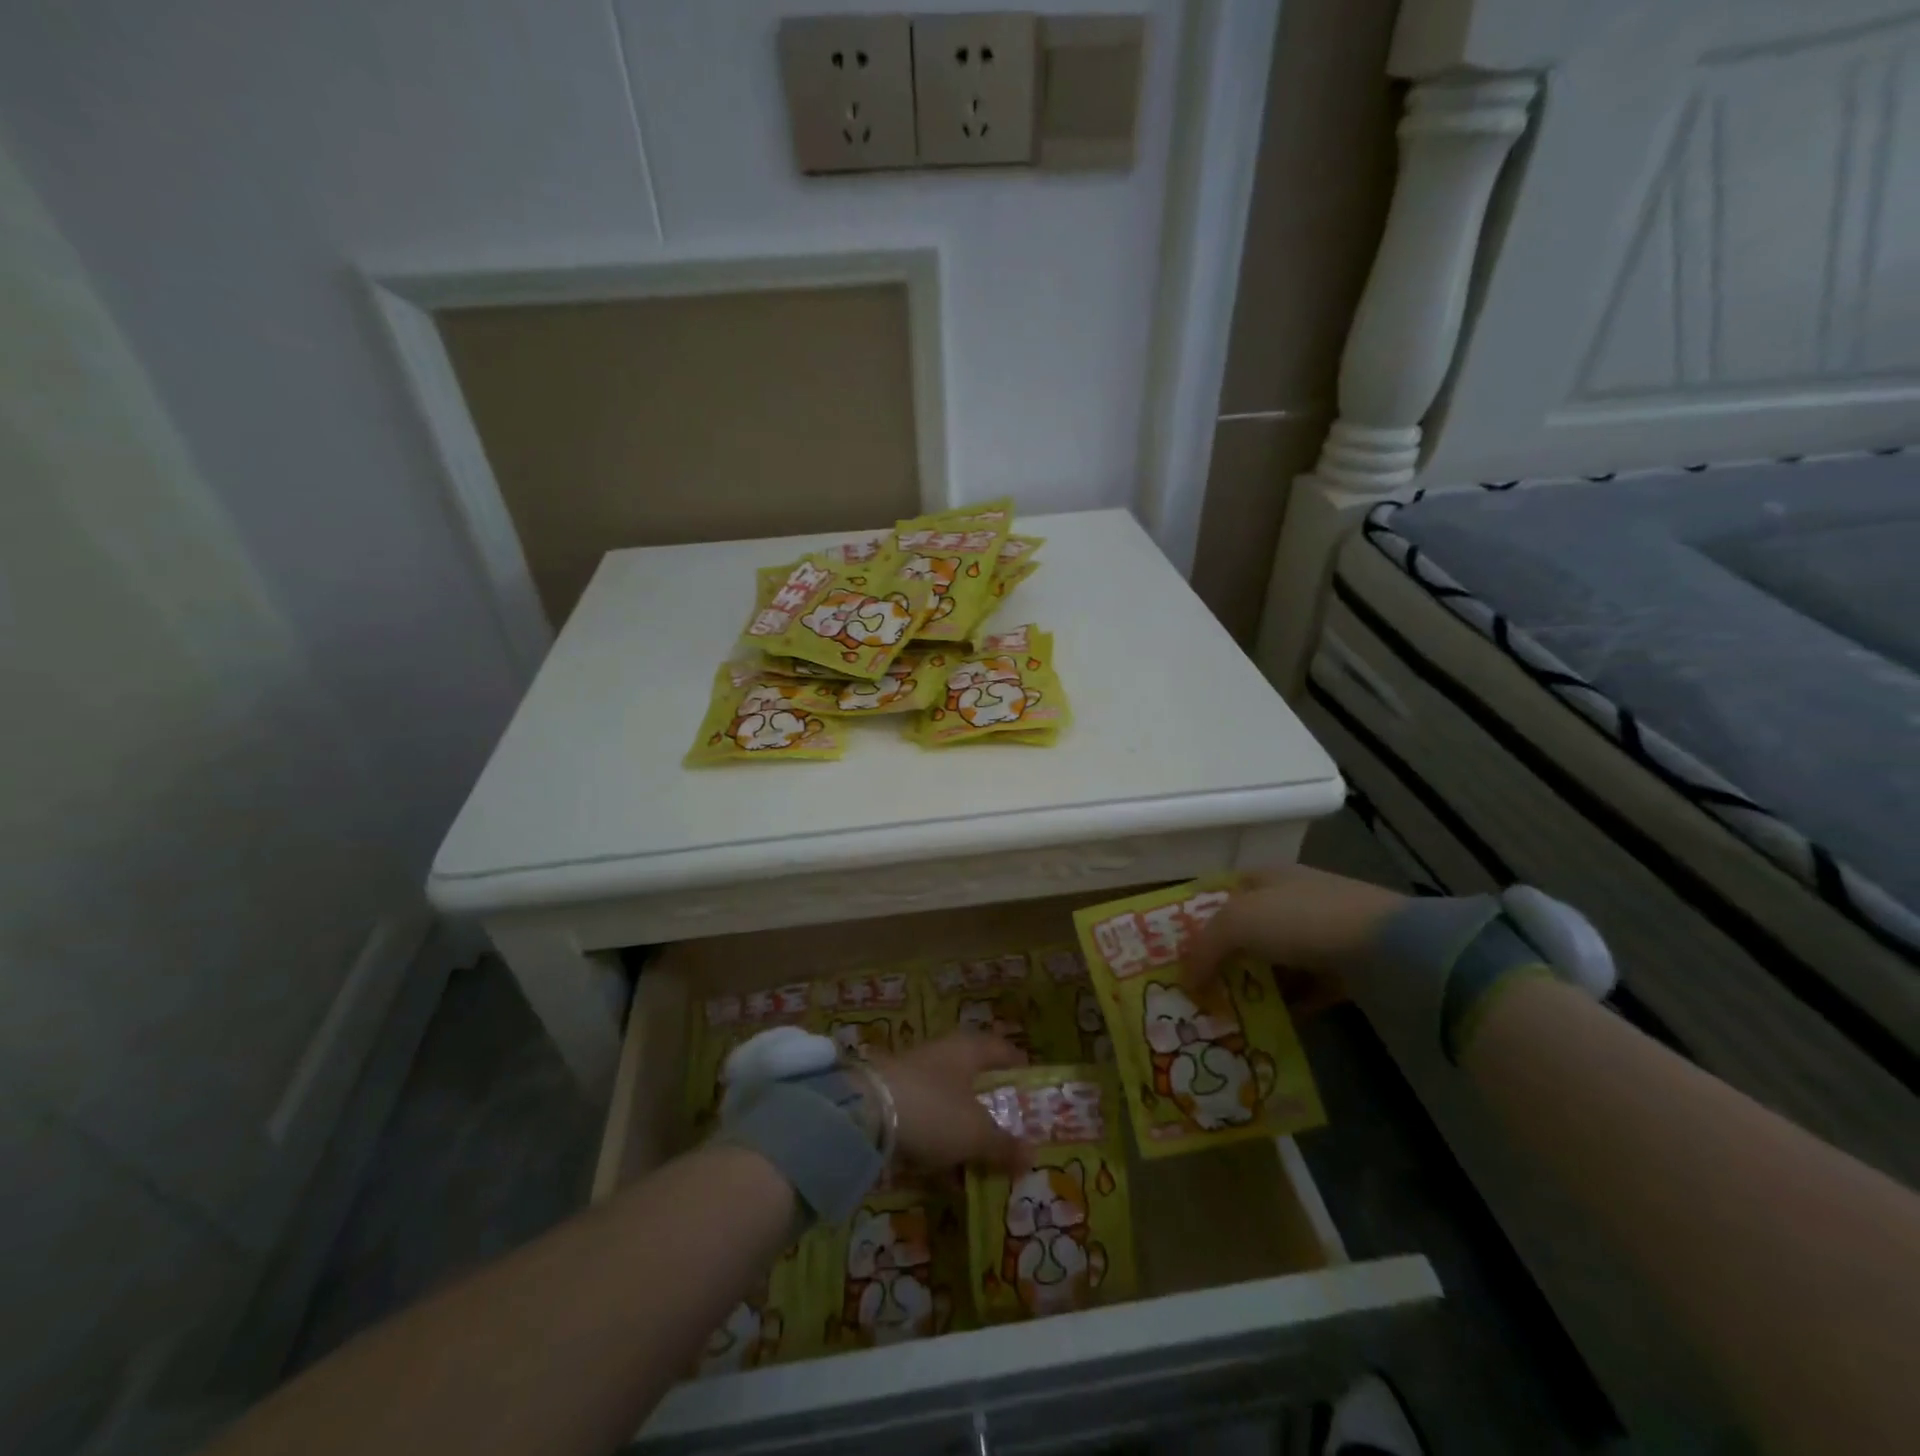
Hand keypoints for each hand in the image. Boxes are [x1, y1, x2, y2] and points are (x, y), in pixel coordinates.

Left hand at [870, 1033, 1027, 1174]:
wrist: (864, 1115)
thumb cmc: (934, 1110)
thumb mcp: (976, 1134)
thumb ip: (1004, 1146)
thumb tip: (1032, 1156)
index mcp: (967, 1049)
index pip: (1000, 1049)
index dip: (1017, 1065)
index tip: (1032, 1084)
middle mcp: (942, 1056)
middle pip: (974, 1078)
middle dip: (991, 1105)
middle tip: (1012, 1129)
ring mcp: (915, 1079)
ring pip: (950, 1104)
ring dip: (965, 1130)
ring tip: (984, 1161)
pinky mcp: (894, 1104)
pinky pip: (927, 1125)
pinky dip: (940, 1146)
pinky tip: (948, 1177)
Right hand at [1184, 865, 1407, 992]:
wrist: (1387, 946)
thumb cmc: (1301, 919)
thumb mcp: (1236, 923)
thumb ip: (1203, 949)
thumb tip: (1184, 982)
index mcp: (1264, 877)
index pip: (1219, 894)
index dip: (1196, 920)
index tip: (1176, 953)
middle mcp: (1290, 900)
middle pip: (1245, 931)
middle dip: (1221, 960)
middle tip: (1197, 990)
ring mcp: (1319, 934)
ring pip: (1272, 962)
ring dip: (1252, 986)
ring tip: (1226, 1014)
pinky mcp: (1343, 968)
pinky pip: (1303, 989)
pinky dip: (1285, 1006)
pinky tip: (1266, 1026)